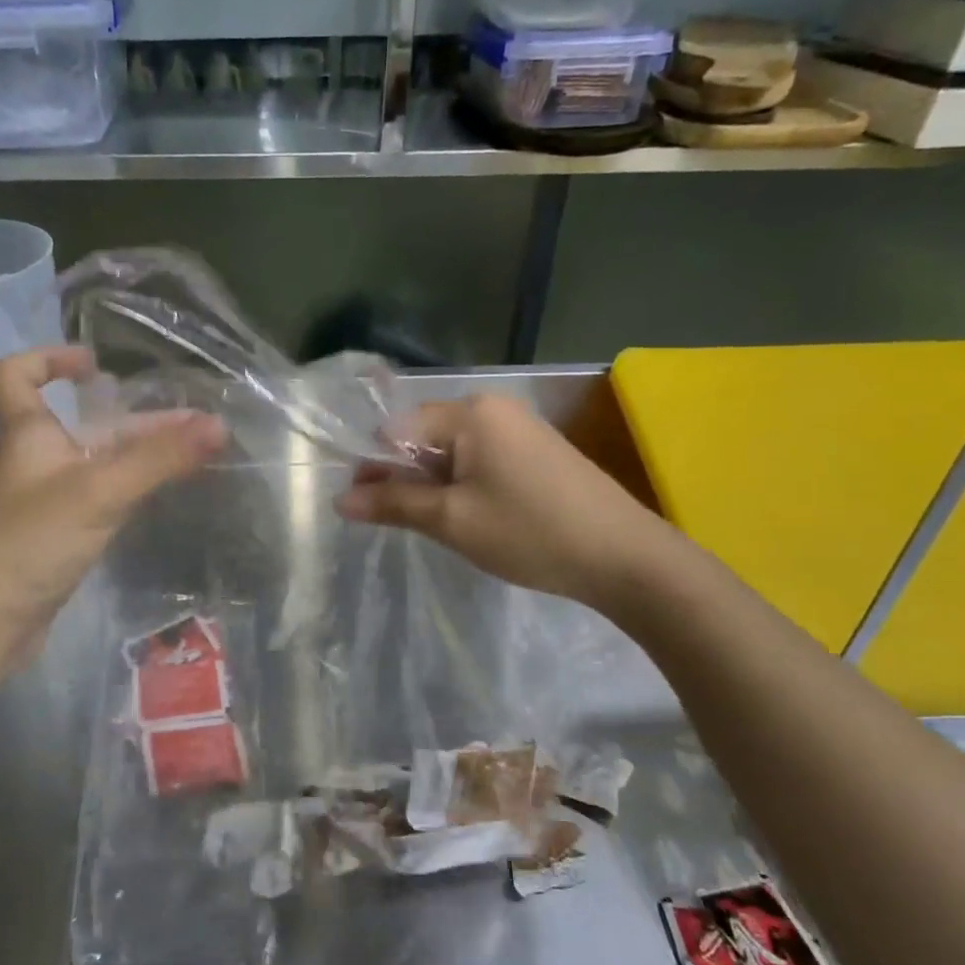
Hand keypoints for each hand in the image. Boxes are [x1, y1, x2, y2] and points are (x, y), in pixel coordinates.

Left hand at [0, 347, 225, 668]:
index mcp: (27, 435)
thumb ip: (159, 459)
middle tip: (193, 425)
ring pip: (95, 464)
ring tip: (193, 455)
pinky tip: (161, 494)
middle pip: (83, 425)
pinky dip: (130, 489)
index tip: (95, 366)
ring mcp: (45, 501)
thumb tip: (218, 425)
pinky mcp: (56, 536)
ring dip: (140, 455)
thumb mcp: (100, 492)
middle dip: (137, 421)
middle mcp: (34, 461)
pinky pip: (98, 498)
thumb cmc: (32, 540)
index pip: (15, 375)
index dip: (48, 358)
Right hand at [335, 393, 669, 612]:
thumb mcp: (452, 521)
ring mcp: (519, 427)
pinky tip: (472, 518)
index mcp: (470, 412)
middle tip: (402, 522)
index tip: (370, 508)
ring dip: (434, 485)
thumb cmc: (529, 533)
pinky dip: (463, 485)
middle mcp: (493, 407)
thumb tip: (340, 500)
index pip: (397, 428)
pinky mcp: (536, 450)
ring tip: (438, 526)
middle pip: (424, 436)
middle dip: (405, 476)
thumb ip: (393, 504)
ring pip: (452, 451)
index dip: (377, 467)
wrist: (624, 557)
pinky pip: (480, 459)